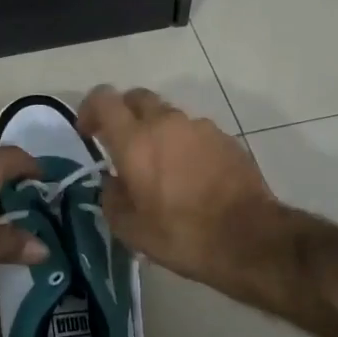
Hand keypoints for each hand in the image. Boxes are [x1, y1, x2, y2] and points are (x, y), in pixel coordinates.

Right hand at [78, 85, 282, 288]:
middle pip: (137, 98)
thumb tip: (112, 182)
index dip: (90, 109)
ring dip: (158, 132)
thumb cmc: (181, 235)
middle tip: (123, 144)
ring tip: (162, 167)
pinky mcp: (226, 139)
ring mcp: (200, 127)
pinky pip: (195, 133)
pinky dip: (185, 145)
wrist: (249, 239)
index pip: (103, 99)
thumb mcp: (130, 229)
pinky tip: (192, 176)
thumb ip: (111, 197)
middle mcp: (166, 123)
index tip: (88, 133)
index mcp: (134, 140)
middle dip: (124, 114)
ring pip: (168, 116)